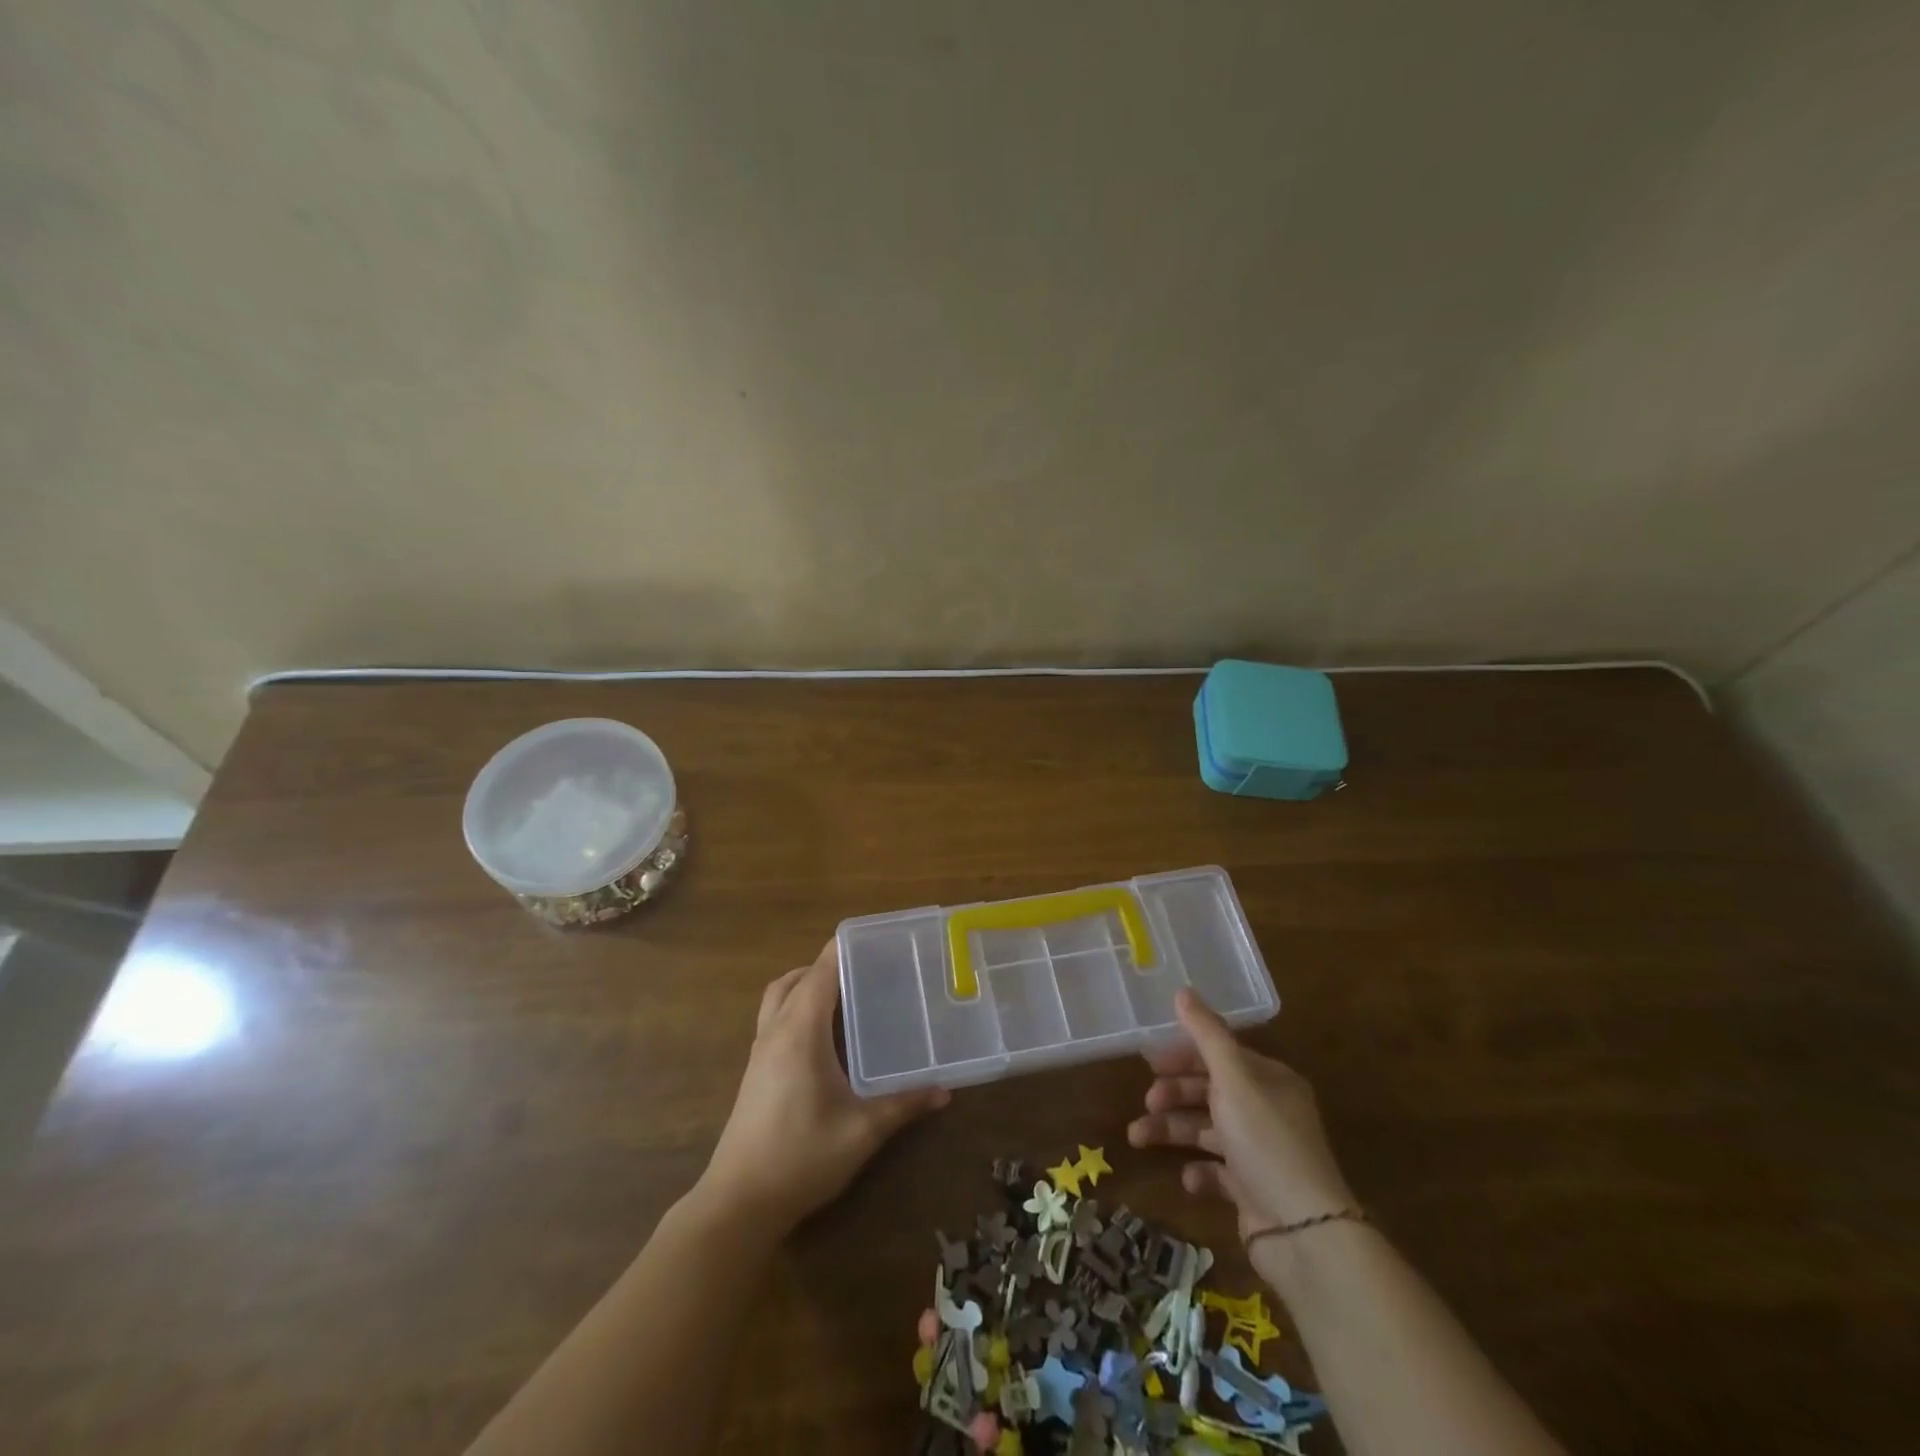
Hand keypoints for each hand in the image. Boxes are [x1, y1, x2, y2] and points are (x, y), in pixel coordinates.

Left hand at [700, 941, 948, 1231]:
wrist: (738, 1203)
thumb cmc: (801, 1156)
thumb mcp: (862, 1131)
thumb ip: (903, 1104)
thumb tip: (944, 1091)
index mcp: (800, 1031)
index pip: (821, 972)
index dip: (844, 949)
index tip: (875, 939)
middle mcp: (775, 1031)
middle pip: (796, 978)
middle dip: (827, 966)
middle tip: (866, 970)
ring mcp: (760, 1052)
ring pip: (778, 997)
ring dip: (806, 985)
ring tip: (845, 998)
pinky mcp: (754, 1072)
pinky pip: (774, 1019)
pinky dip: (796, 1009)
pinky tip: (824, 1038)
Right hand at [1129, 989, 1355, 1239]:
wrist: (1303, 1232)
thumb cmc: (1265, 1140)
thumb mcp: (1233, 1077)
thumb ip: (1206, 1034)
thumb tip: (1183, 991)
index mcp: (1269, 1079)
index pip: (1221, 1055)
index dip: (1185, 1054)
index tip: (1151, 1061)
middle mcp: (1267, 1110)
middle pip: (1210, 1090)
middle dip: (1174, 1093)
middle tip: (1147, 1100)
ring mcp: (1260, 1152)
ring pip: (1206, 1129)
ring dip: (1172, 1131)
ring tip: (1138, 1137)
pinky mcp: (1252, 1190)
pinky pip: (1217, 1172)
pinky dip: (1198, 1171)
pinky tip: (1187, 1177)